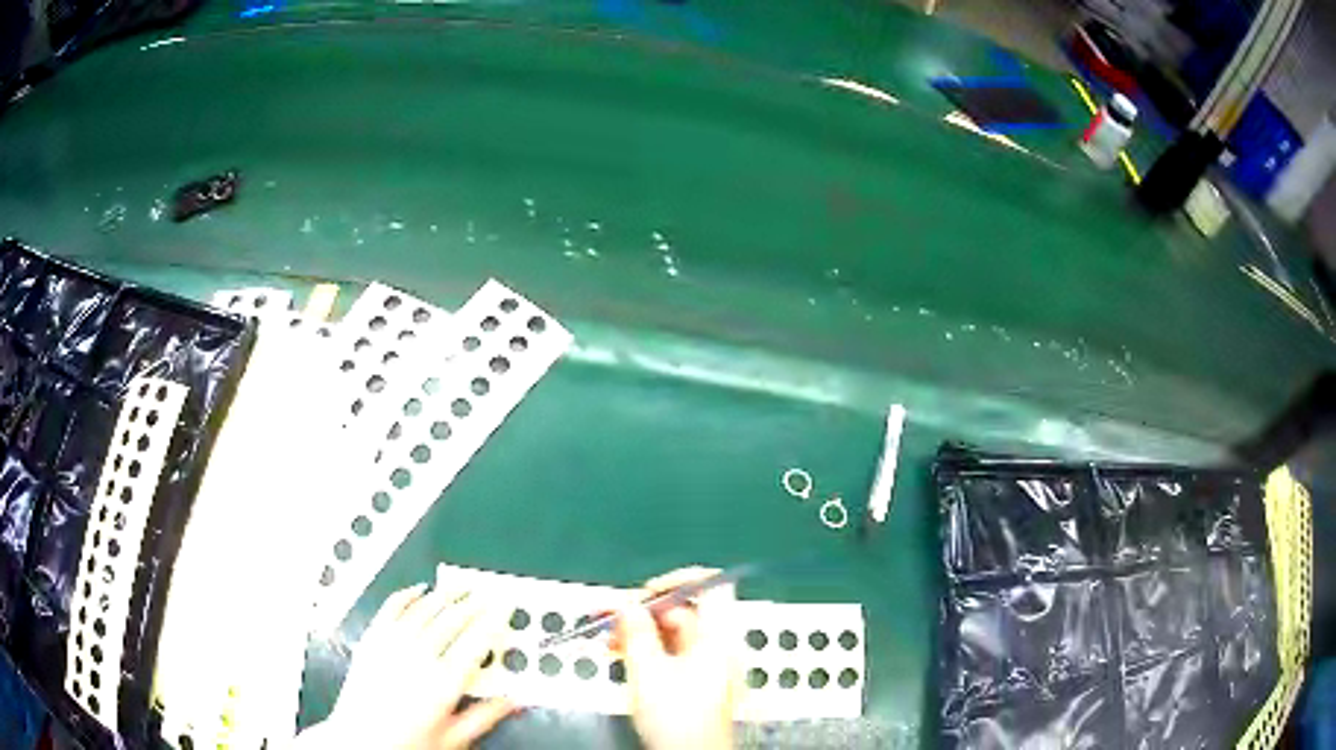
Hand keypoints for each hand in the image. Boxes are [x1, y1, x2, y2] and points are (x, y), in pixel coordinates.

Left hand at [297, 583, 514, 749]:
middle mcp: (418, 658)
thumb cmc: (408, 743)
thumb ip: (485, 717)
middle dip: (472, 603)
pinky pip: (391, 609)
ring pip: (423, 609)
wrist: (361, 740)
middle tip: (486, 593)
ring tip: (460, 587)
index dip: (492, 619)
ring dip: (444, 595)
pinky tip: (418, 589)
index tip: (504, 606)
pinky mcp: (371, 640)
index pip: (475, 641)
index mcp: (443, 683)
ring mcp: (391, 645)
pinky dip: (406, 595)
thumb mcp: (453, 738)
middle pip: (451, 620)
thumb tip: (514, 701)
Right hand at [610, 567, 738, 749]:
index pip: (711, 584)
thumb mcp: (647, 671)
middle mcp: (719, 644)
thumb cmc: (676, 717)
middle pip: (686, 609)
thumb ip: (635, 632)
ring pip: (673, 632)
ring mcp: (709, 663)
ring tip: (607, 639)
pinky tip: (621, 654)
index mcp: (719, 636)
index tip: (644, 593)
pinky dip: (648, 648)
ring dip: (640, 630)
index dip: (677, 580)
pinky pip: (672, 651)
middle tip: (608, 616)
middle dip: (644, 610)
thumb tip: (625, 604)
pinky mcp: (696, 680)